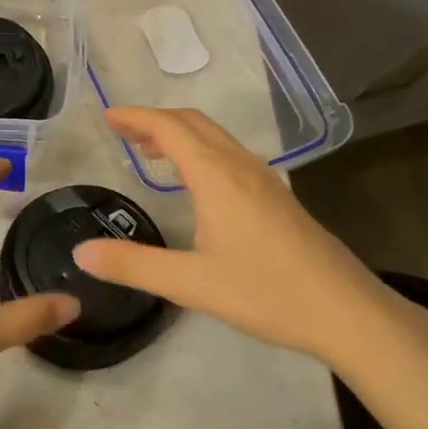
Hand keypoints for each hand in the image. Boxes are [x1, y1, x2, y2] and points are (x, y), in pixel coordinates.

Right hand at [74, 107, 397, 365]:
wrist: (346, 311)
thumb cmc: (266, 292)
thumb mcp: (191, 284)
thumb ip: (134, 265)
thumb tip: (81, 252)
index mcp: (216, 177)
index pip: (170, 128)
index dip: (136, 117)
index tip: (108, 117)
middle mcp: (240, 166)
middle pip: (193, 123)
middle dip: (155, 120)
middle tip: (123, 132)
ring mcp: (263, 179)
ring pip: (215, 137)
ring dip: (180, 134)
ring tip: (152, 152)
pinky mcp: (277, 196)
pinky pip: (229, 154)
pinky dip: (200, 150)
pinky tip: (196, 182)